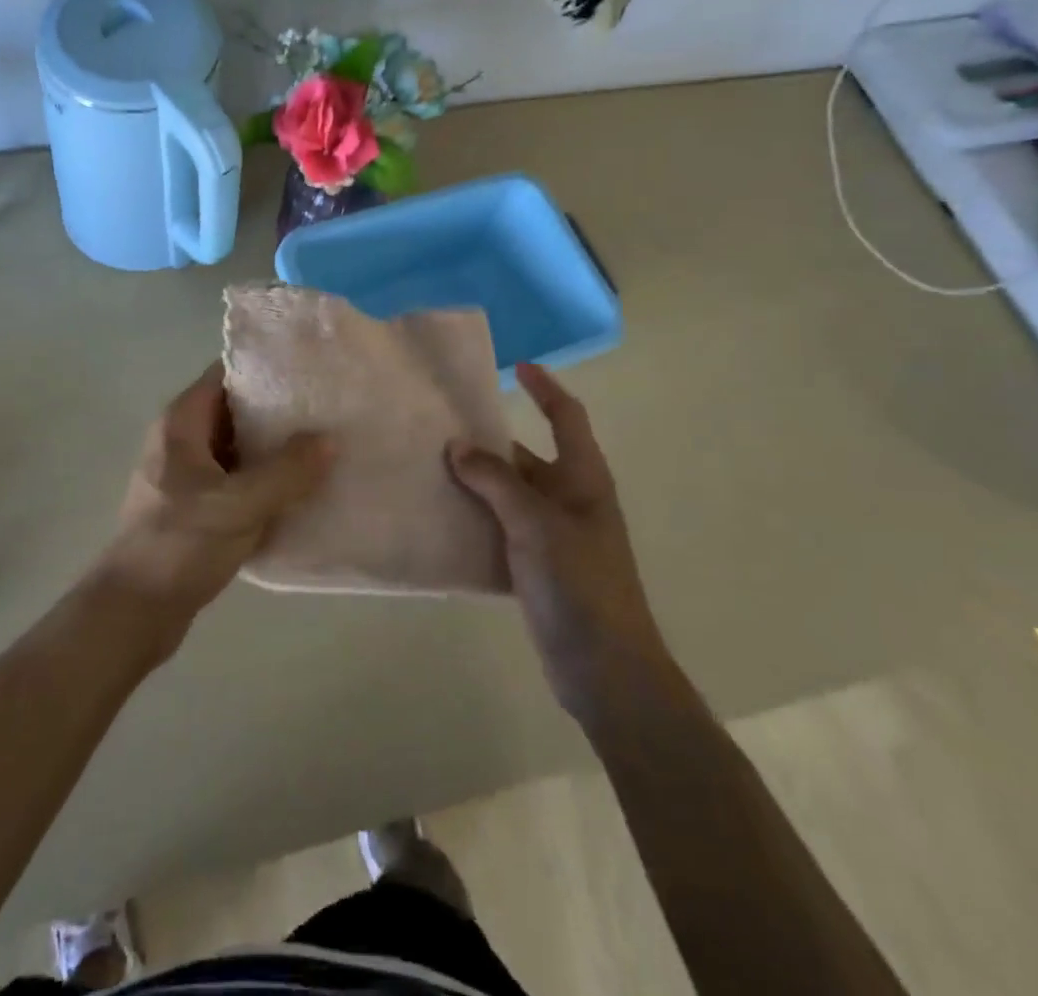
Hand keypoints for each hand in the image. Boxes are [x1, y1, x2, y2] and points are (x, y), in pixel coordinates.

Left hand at [103, 362, 331, 638]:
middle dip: (277, 410)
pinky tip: (299, 488)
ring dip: (273, 448)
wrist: (133, 612)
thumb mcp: (239, 505)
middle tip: (326, 411)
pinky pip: (235, 479)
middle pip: (235, 409)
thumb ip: (287, 471)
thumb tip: (329, 440)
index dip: (265, 369)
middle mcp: (181, 439)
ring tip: (322, 446)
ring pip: (238, 447)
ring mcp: (186, 474)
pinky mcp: (193, 506)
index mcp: (182, 422)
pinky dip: (263, 479)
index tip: (308, 371)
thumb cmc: (179, 545)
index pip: (226, 373)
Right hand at [447, 364, 661, 720]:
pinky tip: (443, 520)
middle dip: (490, 442)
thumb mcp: (535, 524)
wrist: (606, 669)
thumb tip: (458, 446)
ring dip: (477, 482)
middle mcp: (570, 500)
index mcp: (583, 479)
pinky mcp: (539, 568)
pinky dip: (477, 520)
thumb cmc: (579, 584)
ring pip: (510, 495)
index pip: (567, 418)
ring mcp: (555, 536)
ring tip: (431, 469)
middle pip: (528, 456)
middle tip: (442, 428)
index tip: (517, 367)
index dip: (545, 389)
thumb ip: (495, 481)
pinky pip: (502, 530)